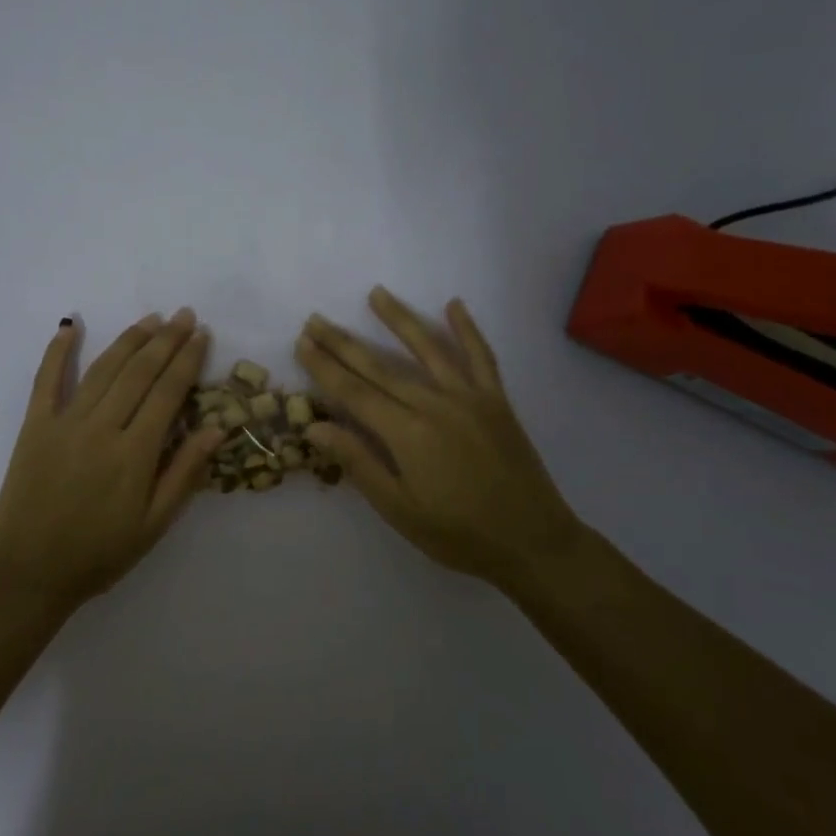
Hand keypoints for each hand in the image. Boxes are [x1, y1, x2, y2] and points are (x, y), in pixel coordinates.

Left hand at [0, 309, 226, 614]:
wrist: (27, 573)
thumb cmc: (98, 554)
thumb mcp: (153, 524)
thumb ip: (184, 473)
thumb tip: (216, 427)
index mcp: (134, 453)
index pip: (168, 393)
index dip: (188, 360)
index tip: (202, 334)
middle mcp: (101, 427)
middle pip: (139, 372)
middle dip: (165, 340)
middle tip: (184, 314)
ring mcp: (64, 422)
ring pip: (102, 369)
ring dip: (129, 340)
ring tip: (150, 319)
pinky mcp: (34, 426)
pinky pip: (46, 380)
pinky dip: (58, 351)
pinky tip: (71, 326)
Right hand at [297, 288, 583, 591]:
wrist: (533, 542)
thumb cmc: (458, 534)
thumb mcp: (399, 509)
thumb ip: (358, 463)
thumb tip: (314, 427)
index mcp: (407, 434)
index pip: (354, 392)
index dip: (325, 367)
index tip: (302, 343)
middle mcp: (435, 405)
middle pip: (380, 367)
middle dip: (344, 342)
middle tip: (316, 319)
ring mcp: (469, 398)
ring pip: (428, 349)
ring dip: (399, 319)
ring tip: (376, 293)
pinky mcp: (496, 401)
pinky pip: (481, 356)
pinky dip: (467, 329)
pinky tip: (454, 305)